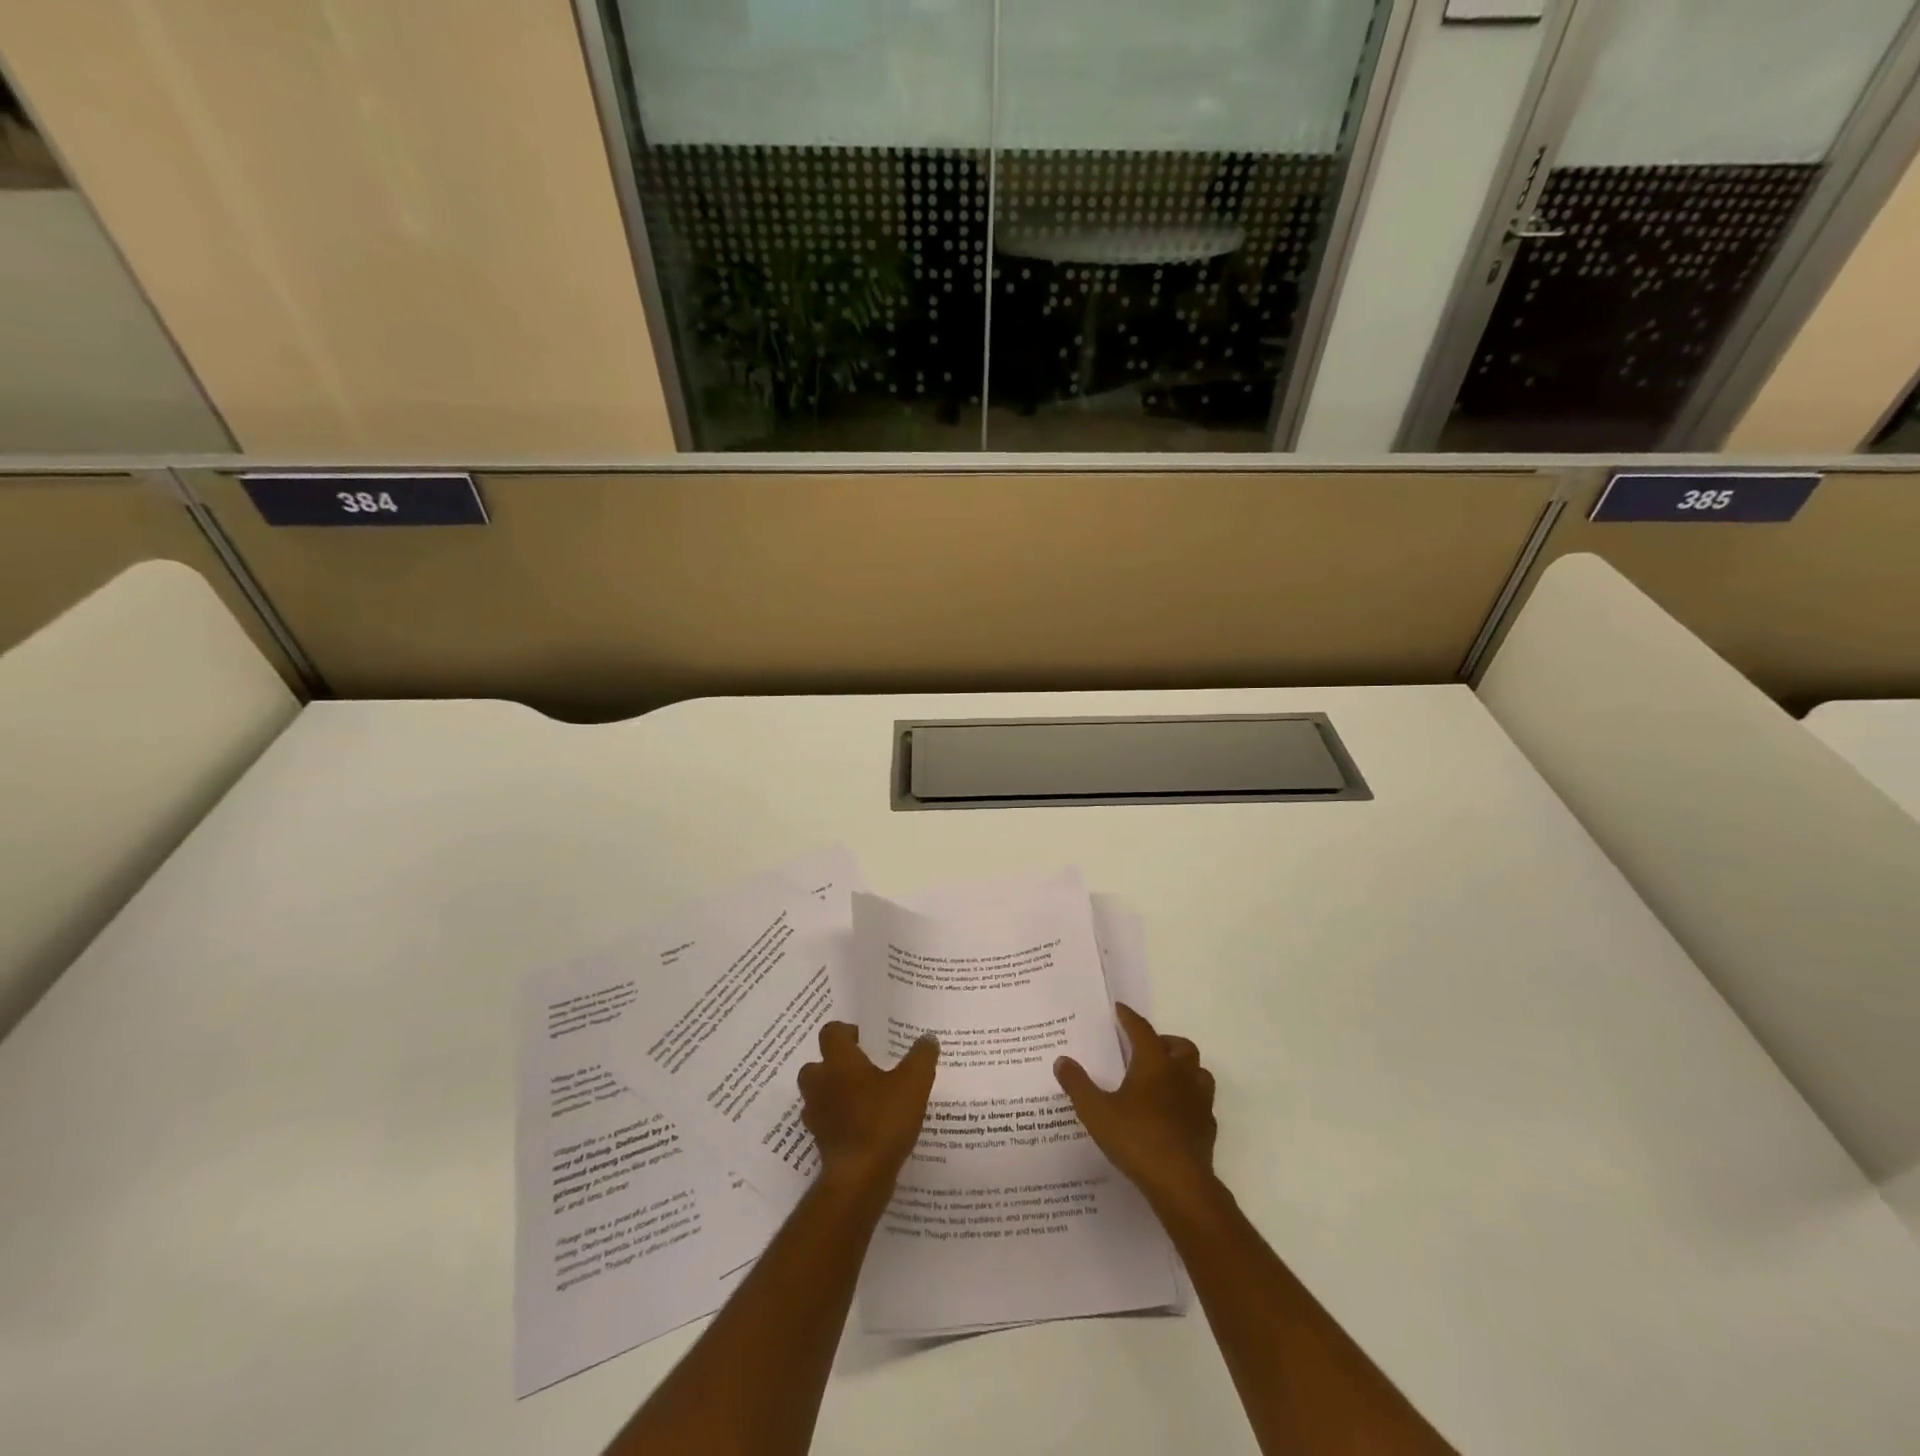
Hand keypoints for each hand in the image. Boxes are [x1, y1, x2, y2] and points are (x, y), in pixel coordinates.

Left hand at [797, 1022, 939, 1192]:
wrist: (859, 1178)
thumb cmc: (883, 1120)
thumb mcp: (914, 1083)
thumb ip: (922, 1056)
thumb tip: (927, 1038)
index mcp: (839, 1061)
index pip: (831, 1032)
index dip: (847, 1032)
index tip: (868, 1040)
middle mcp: (820, 1084)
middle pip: (818, 1064)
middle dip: (836, 1065)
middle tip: (864, 1069)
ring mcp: (816, 1115)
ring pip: (819, 1095)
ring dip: (835, 1093)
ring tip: (865, 1099)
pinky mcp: (820, 1142)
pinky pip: (827, 1122)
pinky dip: (840, 1121)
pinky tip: (864, 1127)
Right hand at [1055, 1003, 1216, 1209]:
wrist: (1179, 1183)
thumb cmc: (1136, 1138)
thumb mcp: (1096, 1111)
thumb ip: (1078, 1084)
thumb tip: (1062, 1061)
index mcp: (1154, 1064)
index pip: (1142, 1030)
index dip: (1129, 1018)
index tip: (1120, 1009)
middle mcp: (1180, 1075)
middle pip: (1180, 1046)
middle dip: (1164, 1041)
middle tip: (1145, 1049)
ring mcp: (1199, 1101)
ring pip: (1198, 1071)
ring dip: (1184, 1068)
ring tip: (1165, 1077)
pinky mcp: (1207, 1127)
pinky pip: (1202, 1102)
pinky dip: (1190, 1099)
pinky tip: (1176, 1112)